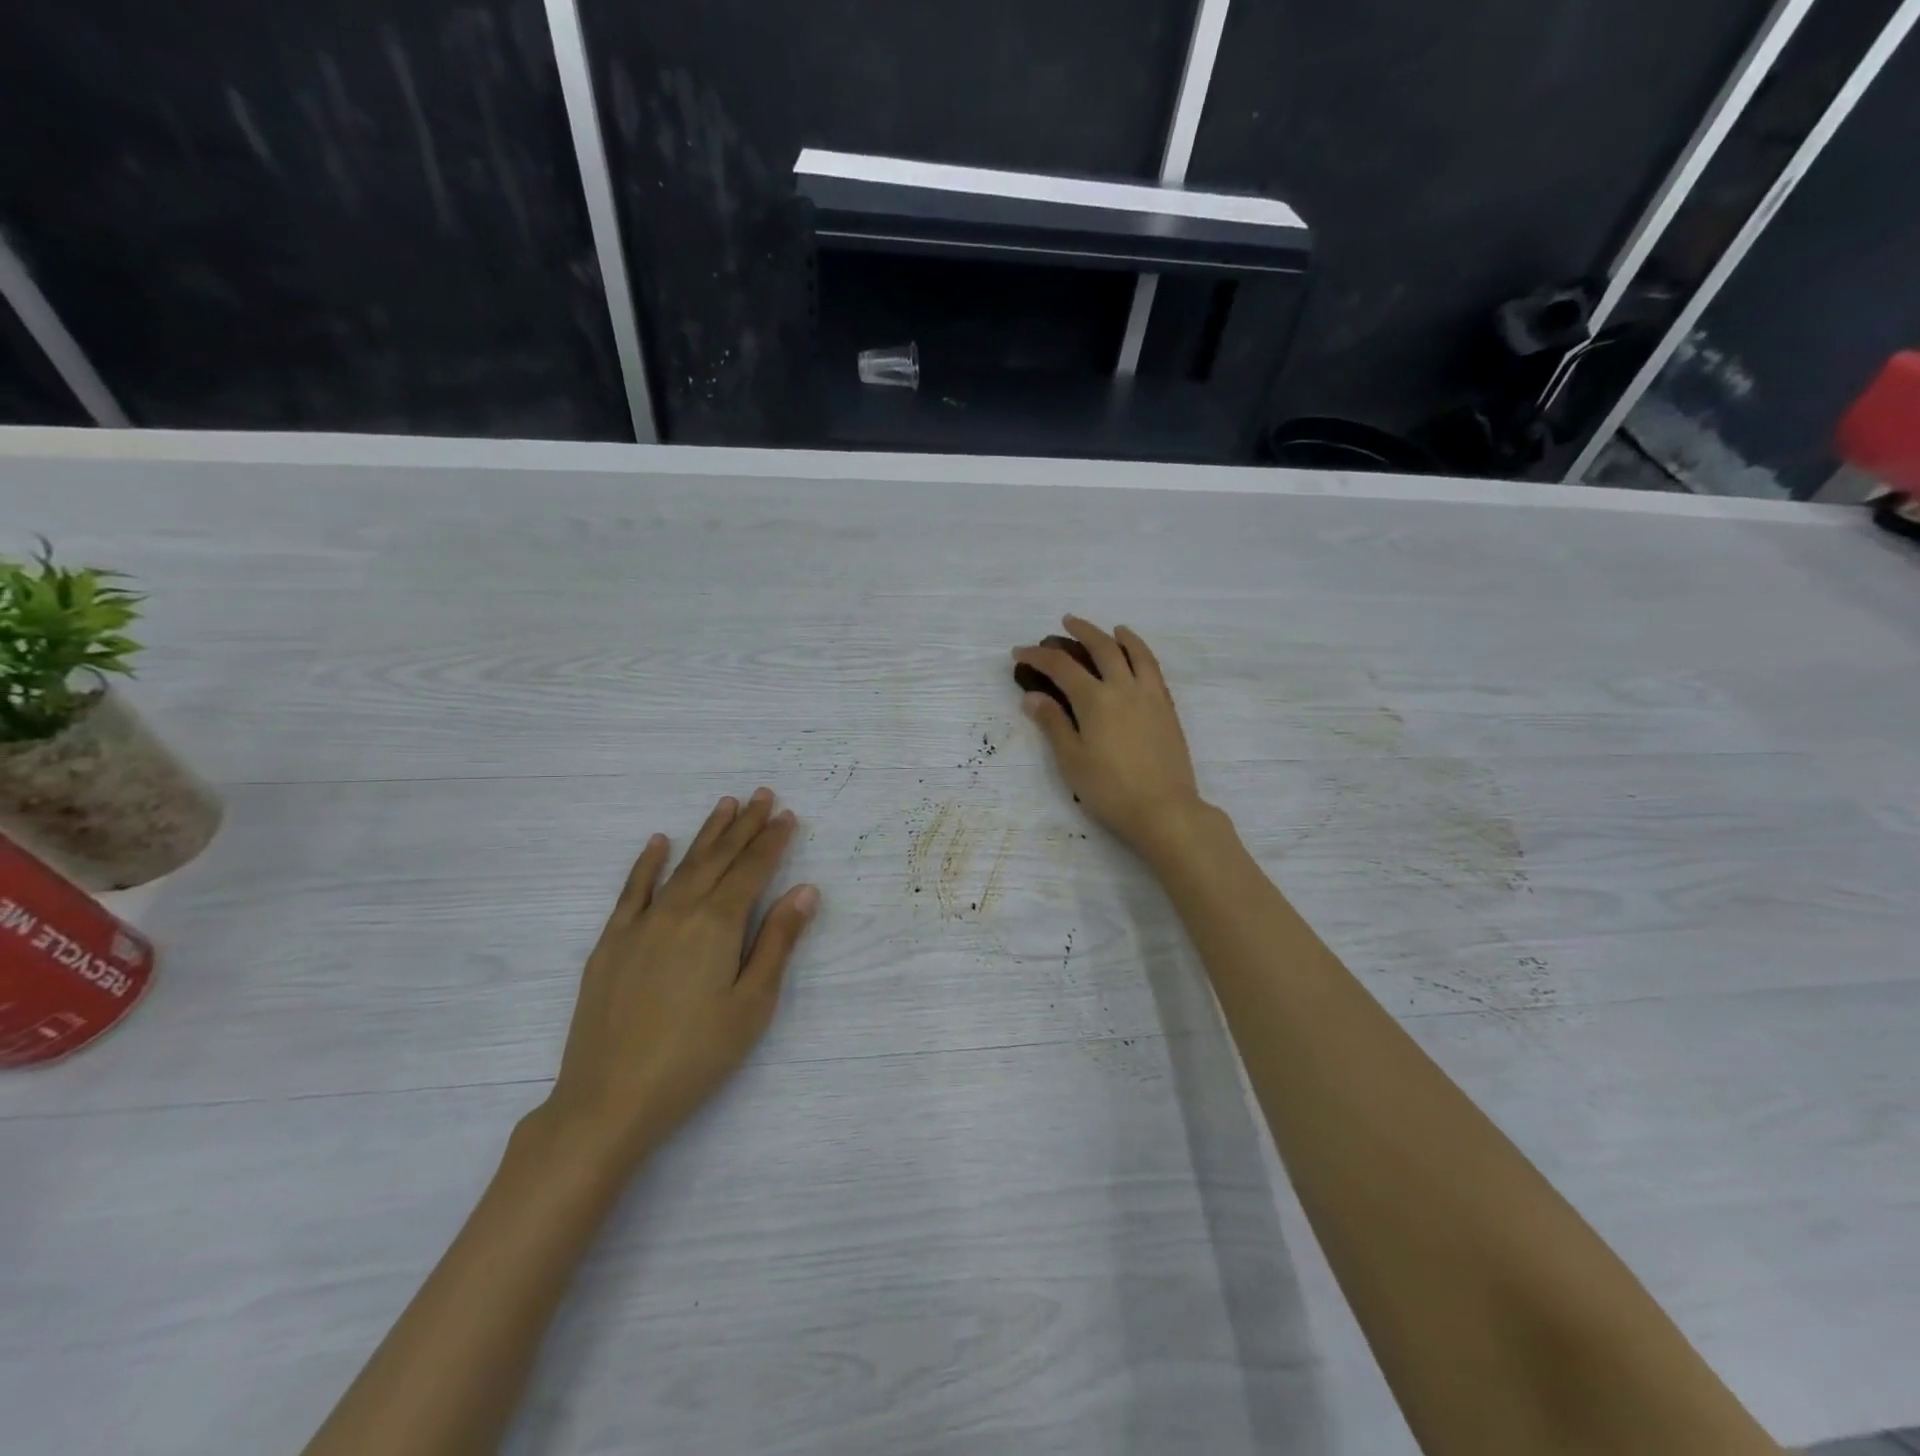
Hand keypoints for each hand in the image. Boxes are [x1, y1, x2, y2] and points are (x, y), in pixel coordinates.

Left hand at [536, 788, 818, 1173]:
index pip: (752, 871)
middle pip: (718, 859)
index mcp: (717, 925)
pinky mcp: (610, 943)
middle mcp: (679, 911)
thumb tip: (805, 890)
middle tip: (763, 795)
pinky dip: (647, 863)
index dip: (772, 842)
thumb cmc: (696, 1055)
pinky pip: (632, 890)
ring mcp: (640, 924)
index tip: (788, 816)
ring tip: (725, 805)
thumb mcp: (752, 1004)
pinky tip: (658, 842)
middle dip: (744, 826)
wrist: (610, 1098)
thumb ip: (777, 941)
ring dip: (706, 834)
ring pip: (680, 866)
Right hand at [1012, 616, 1207, 859]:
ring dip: (1119, 636)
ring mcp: (1150, 696)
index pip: (1061, 667)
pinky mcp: (1167, 709)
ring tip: (1112, 629)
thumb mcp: (1072, 760)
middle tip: (1066, 623)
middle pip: (1102, 648)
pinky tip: (1138, 659)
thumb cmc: (1110, 790)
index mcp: (1095, 700)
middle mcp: (1123, 688)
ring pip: (1135, 653)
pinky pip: (1154, 670)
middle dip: (1081, 631)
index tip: (1019, 652)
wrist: (1164, 809)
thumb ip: (1053, 724)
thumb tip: (1032, 696)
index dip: (1038, 656)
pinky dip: (1143, 654)